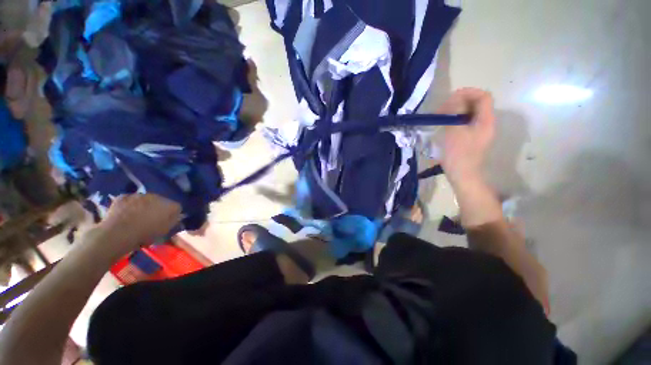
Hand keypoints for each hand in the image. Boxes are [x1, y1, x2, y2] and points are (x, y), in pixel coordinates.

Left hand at [98, 194, 181, 251]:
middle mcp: (157, 196)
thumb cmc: (145, 234)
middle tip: (151, 220)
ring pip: (145, 200)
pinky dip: (129, 205)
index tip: (166, 223)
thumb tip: (177, 217)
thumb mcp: (165, 231)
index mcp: (170, 205)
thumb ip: (173, 222)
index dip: (172, 215)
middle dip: (157, 209)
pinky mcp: (124, 196)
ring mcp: (139, 195)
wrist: (118, 233)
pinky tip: (125, 214)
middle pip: (161, 202)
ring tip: (136, 217)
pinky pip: (129, 200)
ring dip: (143, 206)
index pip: (176, 208)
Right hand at [437, 88, 495, 185]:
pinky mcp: (472, 138)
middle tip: (443, 109)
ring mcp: (479, 131)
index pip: (483, 97)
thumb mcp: (455, 132)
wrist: (463, 175)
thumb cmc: (459, 155)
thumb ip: (456, 113)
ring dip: (456, 111)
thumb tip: (455, 99)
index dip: (469, 92)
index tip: (452, 96)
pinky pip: (466, 122)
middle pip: (477, 104)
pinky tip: (445, 125)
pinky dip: (456, 120)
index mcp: (486, 120)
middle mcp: (486, 123)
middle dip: (460, 102)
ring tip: (442, 117)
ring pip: (470, 113)